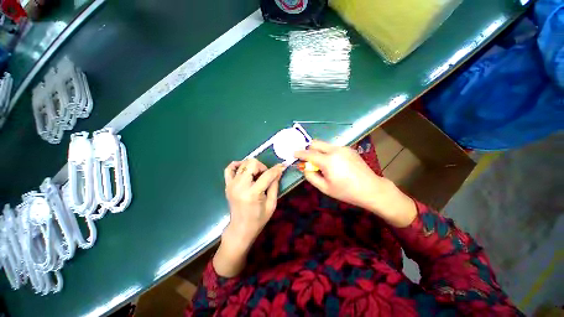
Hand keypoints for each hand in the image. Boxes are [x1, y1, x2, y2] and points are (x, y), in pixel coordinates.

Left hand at [214, 159, 284, 276]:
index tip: (282, 167)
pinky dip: (237, 165)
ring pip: (243, 163)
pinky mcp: (227, 185)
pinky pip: (229, 168)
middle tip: (265, 176)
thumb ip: (274, 185)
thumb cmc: (259, 219)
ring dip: (253, 166)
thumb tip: (278, 171)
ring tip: (256, 175)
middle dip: (262, 167)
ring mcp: (232, 184)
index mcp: (253, 193)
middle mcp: (240, 186)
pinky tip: (244, 170)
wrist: (241, 228)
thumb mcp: (272, 204)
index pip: (267, 175)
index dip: (276, 170)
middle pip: (252, 163)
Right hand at [294, 140, 415, 227]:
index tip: (293, 154)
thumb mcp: (325, 188)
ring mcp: (343, 148)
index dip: (299, 153)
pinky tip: (333, 163)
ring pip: (324, 145)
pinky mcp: (349, 149)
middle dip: (308, 149)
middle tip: (308, 160)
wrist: (371, 189)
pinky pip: (333, 148)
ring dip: (318, 151)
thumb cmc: (346, 191)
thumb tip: (304, 167)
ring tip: (322, 164)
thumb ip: (311, 176)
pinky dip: (327, 153)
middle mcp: (335, 150)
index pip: (308, 153)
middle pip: (315, 143)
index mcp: (328, 161)